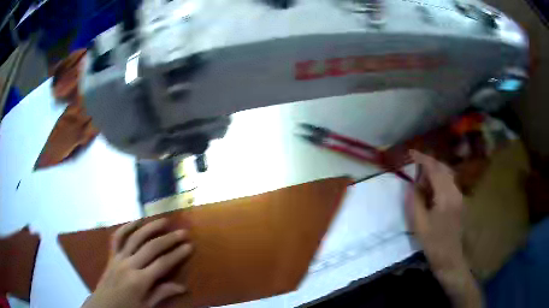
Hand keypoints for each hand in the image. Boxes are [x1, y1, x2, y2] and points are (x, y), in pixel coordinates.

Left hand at [82, 218, 192, 307]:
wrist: (103, 306)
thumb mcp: (147, 306)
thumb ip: (162, 294)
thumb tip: (183, 287)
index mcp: (140, 281)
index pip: (162, 264)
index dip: (177, 254)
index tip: (189, 246)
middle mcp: (129, 265)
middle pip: (151, 247)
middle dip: (168, 239)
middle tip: (182, 232)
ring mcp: (118, 258)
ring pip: (135, 237)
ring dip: (150, 227)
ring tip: (163, 221)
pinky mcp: (111, 255)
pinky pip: (117, 238)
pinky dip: (126, 228)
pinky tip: (136, 222)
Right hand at [406, 151, 464, 270]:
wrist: (450, 258)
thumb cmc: (433, 243)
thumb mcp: (419, 224)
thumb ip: (415, 201)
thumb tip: (411, 185)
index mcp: (446, 196)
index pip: (435, 169)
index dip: (423, 159)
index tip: (411, 153)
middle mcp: (456, 191)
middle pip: (443, 168)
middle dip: (429, 164)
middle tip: (415, 168)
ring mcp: (459, 196)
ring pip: (447, 175)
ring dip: (434, 173)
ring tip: (421, 182)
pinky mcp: (459, 202)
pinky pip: (449, 184)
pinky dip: (439, 182)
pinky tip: (431, 192)